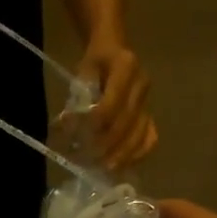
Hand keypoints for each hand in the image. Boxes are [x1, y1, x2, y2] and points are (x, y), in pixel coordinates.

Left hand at [80, 44, 157, 169]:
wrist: (114, 49)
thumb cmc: (95, 61)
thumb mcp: (82, 70)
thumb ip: (78, 98)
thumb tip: (66, 128)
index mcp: (126, 66)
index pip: (111, 104)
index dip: (93, 125)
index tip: (75, 138)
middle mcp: (142, 84)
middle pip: (126, 124)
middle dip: (104, 145)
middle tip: (85, 160)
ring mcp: (149, 101)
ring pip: (140, 135)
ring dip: (120, 156)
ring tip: (102, 168)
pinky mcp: (150, 114)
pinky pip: (149, 139)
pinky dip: (136, 155)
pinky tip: (120, 165)